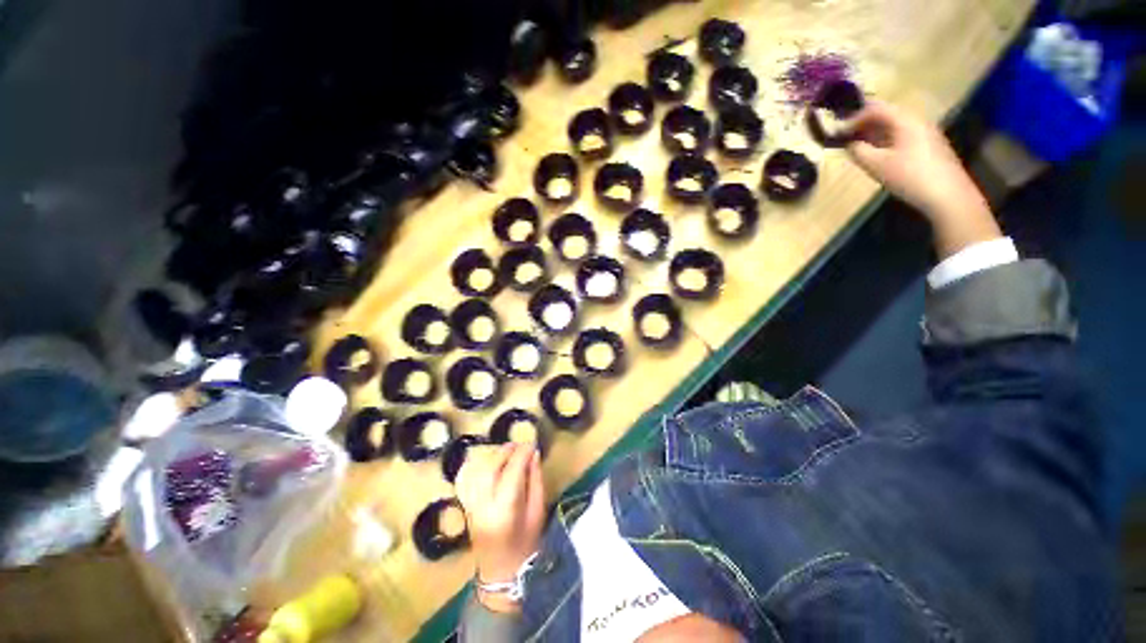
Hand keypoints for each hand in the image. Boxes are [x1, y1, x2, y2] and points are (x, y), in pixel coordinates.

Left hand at [454, 443, 544, 612]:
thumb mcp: (538, 511)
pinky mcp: (466, 505)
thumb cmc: (525, 544)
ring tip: (509, 451)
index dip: (523, 453)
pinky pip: (468, 478)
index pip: (513, 470)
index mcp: (506, 508)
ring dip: (494, 455)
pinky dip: (479, 465)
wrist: (500, 573)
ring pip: (479, 470)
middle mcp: (484, 504)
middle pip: (492, 467)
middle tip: (521, 445)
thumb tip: (533, 454)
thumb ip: (536, 480)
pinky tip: (490, 462)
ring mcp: (471, 504)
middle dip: (508, 450)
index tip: (533, 444)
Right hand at [845, 102, 1001, 257]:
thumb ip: (859, 152)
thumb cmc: (909, 176)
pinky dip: (887, 141)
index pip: (876, 109)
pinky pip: (903, 136)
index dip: (855, 118)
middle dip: (865, 124)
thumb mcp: (877, 165)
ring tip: (859, 146)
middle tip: (847, 136)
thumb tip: (850, 144)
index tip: (838, 131)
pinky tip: (879, 155)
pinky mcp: (929, 147)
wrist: (947, 195)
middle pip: (888, 115)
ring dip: (875, 133)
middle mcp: (917, 121)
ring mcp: (926, 134)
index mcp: (905, 121)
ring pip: (896, 126)